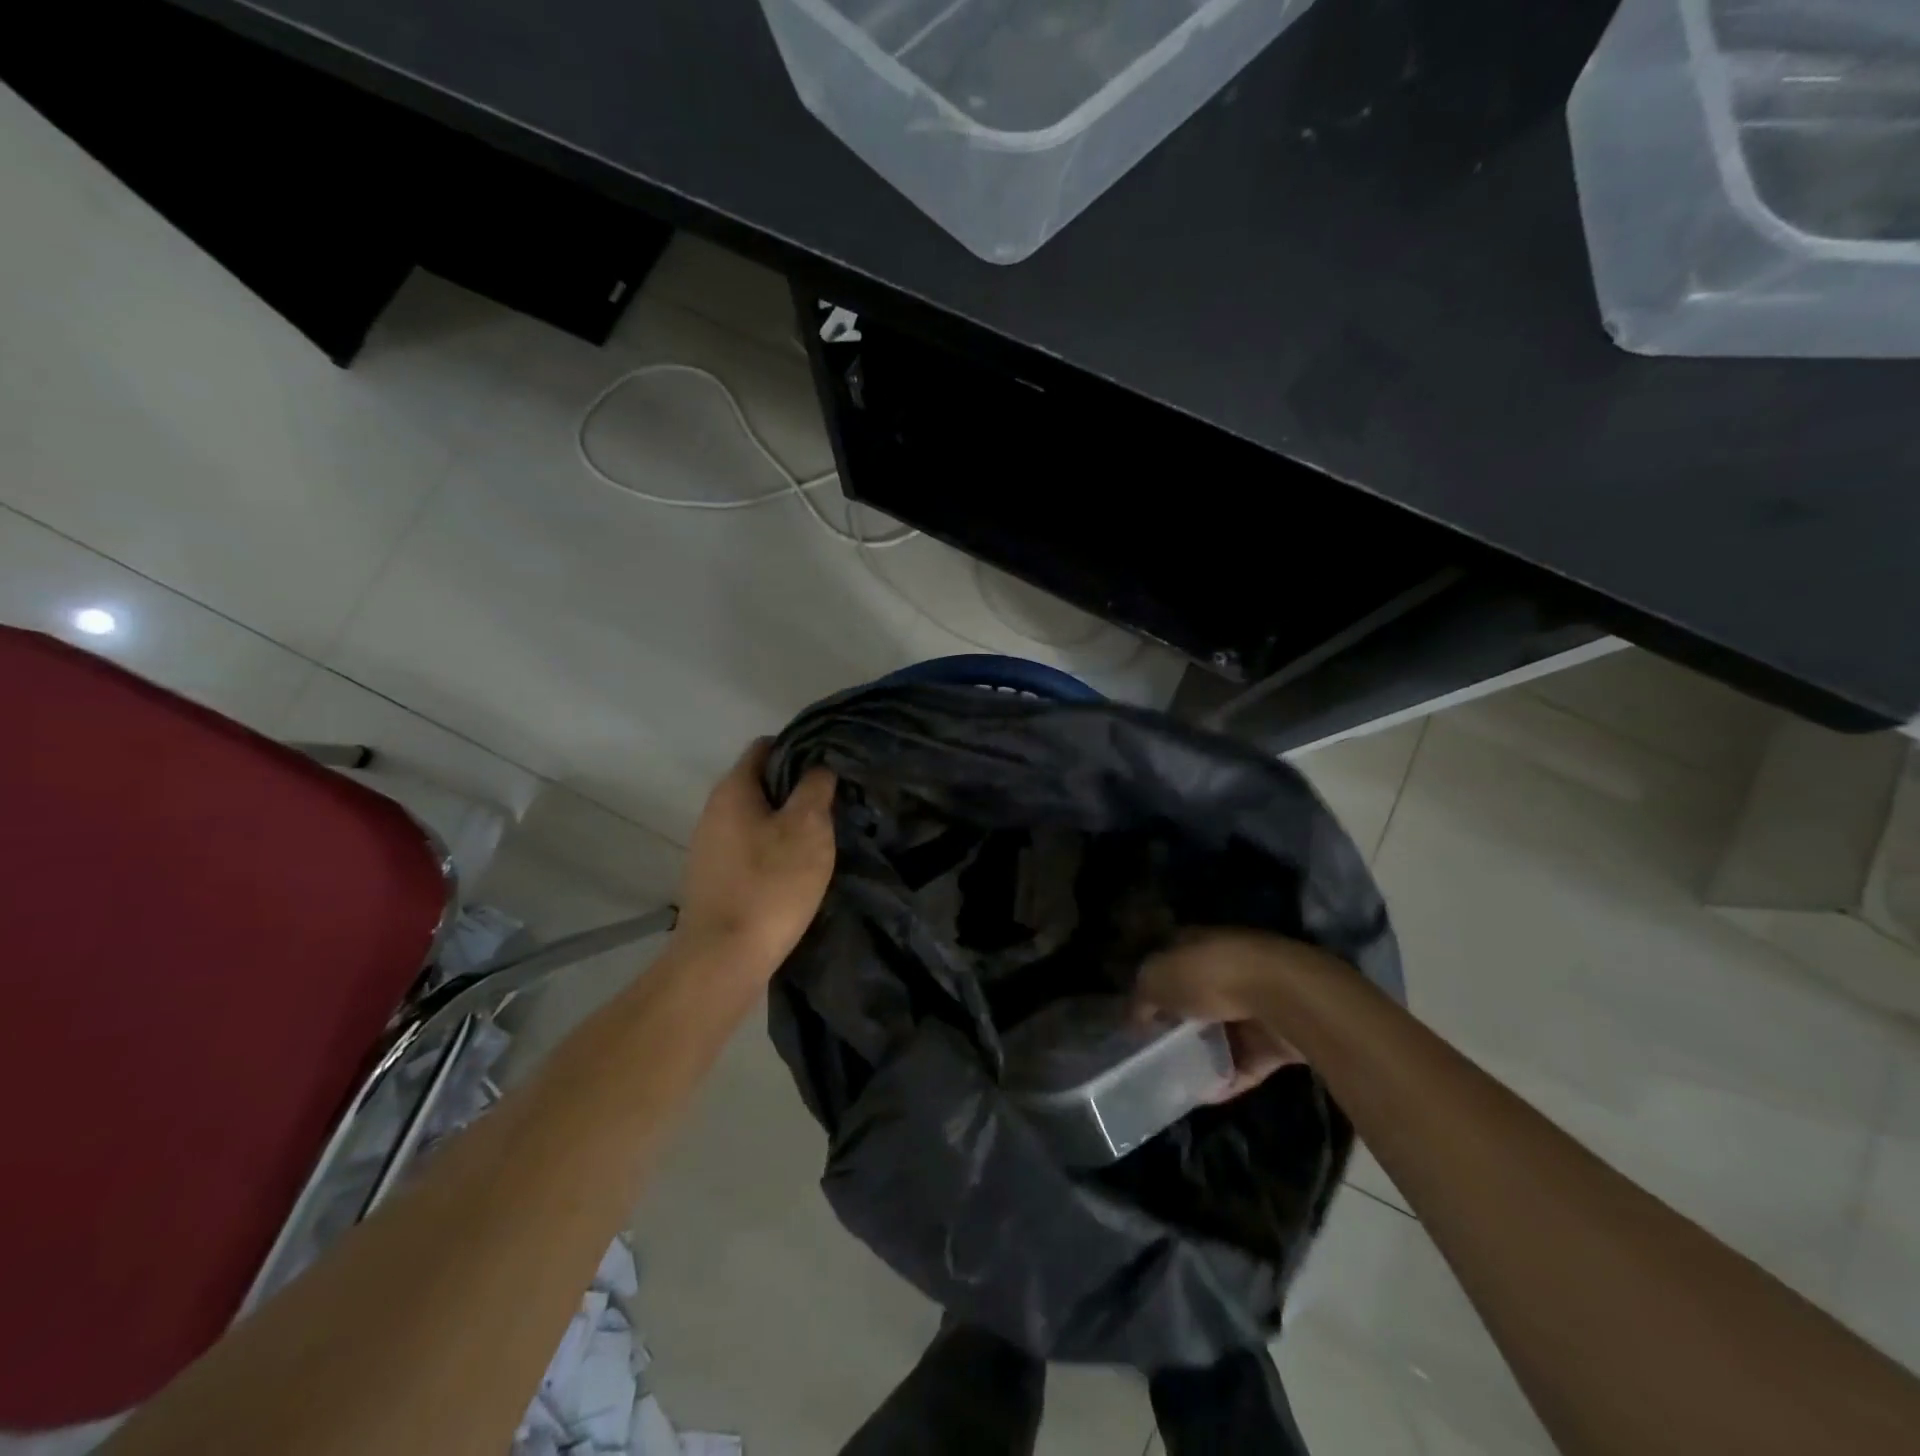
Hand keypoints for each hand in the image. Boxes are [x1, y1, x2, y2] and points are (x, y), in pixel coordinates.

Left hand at [675, 740, 836, 974]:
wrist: (723, 957)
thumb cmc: (770, 884)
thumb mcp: (808, 828)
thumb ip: (815, 787)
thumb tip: (818, 768)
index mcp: (734, 789)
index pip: (765, 746)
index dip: (799, 749)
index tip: (830, 766)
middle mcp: (714, 810)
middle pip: (760, 783)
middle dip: (796, 789)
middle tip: (833, 804)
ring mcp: (710, 846)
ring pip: (756, 817)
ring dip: (786, 822)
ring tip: (820, 838)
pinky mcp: (714, 876)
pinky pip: (749, 847)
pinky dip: (773, 849)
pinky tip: (795, 870)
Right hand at [1136, 929, 1322, 1099]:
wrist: (1283, 997)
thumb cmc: (1210, 975)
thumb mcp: (1157, 979)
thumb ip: (1141, 997)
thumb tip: (1133, 1017)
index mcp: (1197, 943)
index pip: (1168, 959)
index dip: (1151, 984)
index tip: (1136, 1014)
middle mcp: (1225, 967)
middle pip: (1195, 996)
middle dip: (1177, 1022)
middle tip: (1154, 1051)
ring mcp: (1255, 1002)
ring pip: (1222, 1030)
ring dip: (1204, 1054)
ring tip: (1176, 1079)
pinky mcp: (1277, 1037)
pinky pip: (1246, 1061)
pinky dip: (1228, 1078)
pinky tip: (1206, 1096)